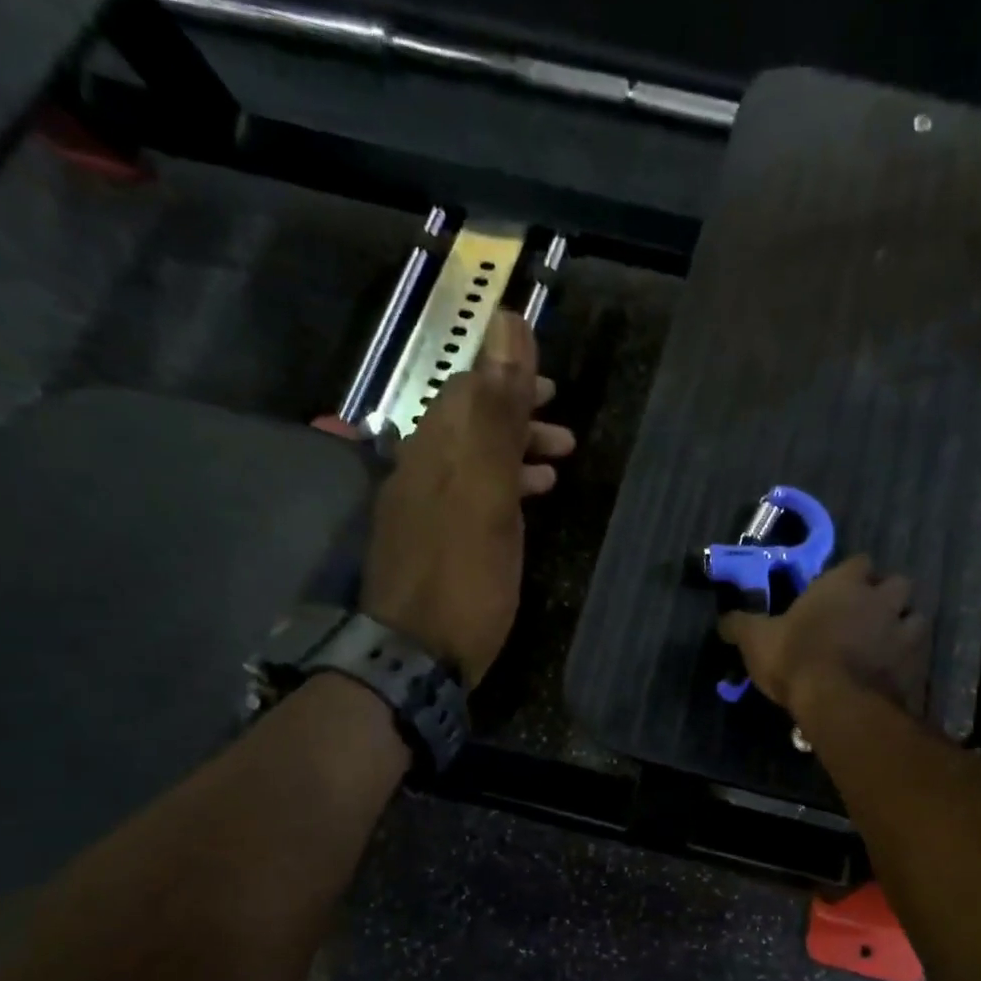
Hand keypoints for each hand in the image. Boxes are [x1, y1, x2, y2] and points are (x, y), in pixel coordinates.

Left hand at [330, 313, 574, 687]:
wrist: (416, 658)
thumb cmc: (463, 579)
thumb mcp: (487, 494)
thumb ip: (497, 413)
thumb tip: (505, 322)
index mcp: (434, 452)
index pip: (466, 391)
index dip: (509, 378)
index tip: (553, 387)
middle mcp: (420, 472)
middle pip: (468, 426)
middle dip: (517, 418)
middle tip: (564, 433)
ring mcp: (421, 511)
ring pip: (471, 464)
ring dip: (514, 457)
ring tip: (557, 468)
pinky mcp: (430, 545)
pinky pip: (468, 499)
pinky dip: (500, 491)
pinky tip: (524, 508)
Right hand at [719, 555, 929, 718]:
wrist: (840, 703)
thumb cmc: (796, 659)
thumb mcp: (756, 640)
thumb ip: (740, 625)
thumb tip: (723, 619)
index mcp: (843, 584)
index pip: (859, 562)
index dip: (851, 574)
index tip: (839, 590)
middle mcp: (881, 599)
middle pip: (898, 583)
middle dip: (886, 596)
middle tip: (867, 616)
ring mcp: (905, 631)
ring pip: (916, 617)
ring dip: (903, 626)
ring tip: (886, 644)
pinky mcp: (918, 664)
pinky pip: (920, 654)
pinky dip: (909, 661)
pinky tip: (893, 674)